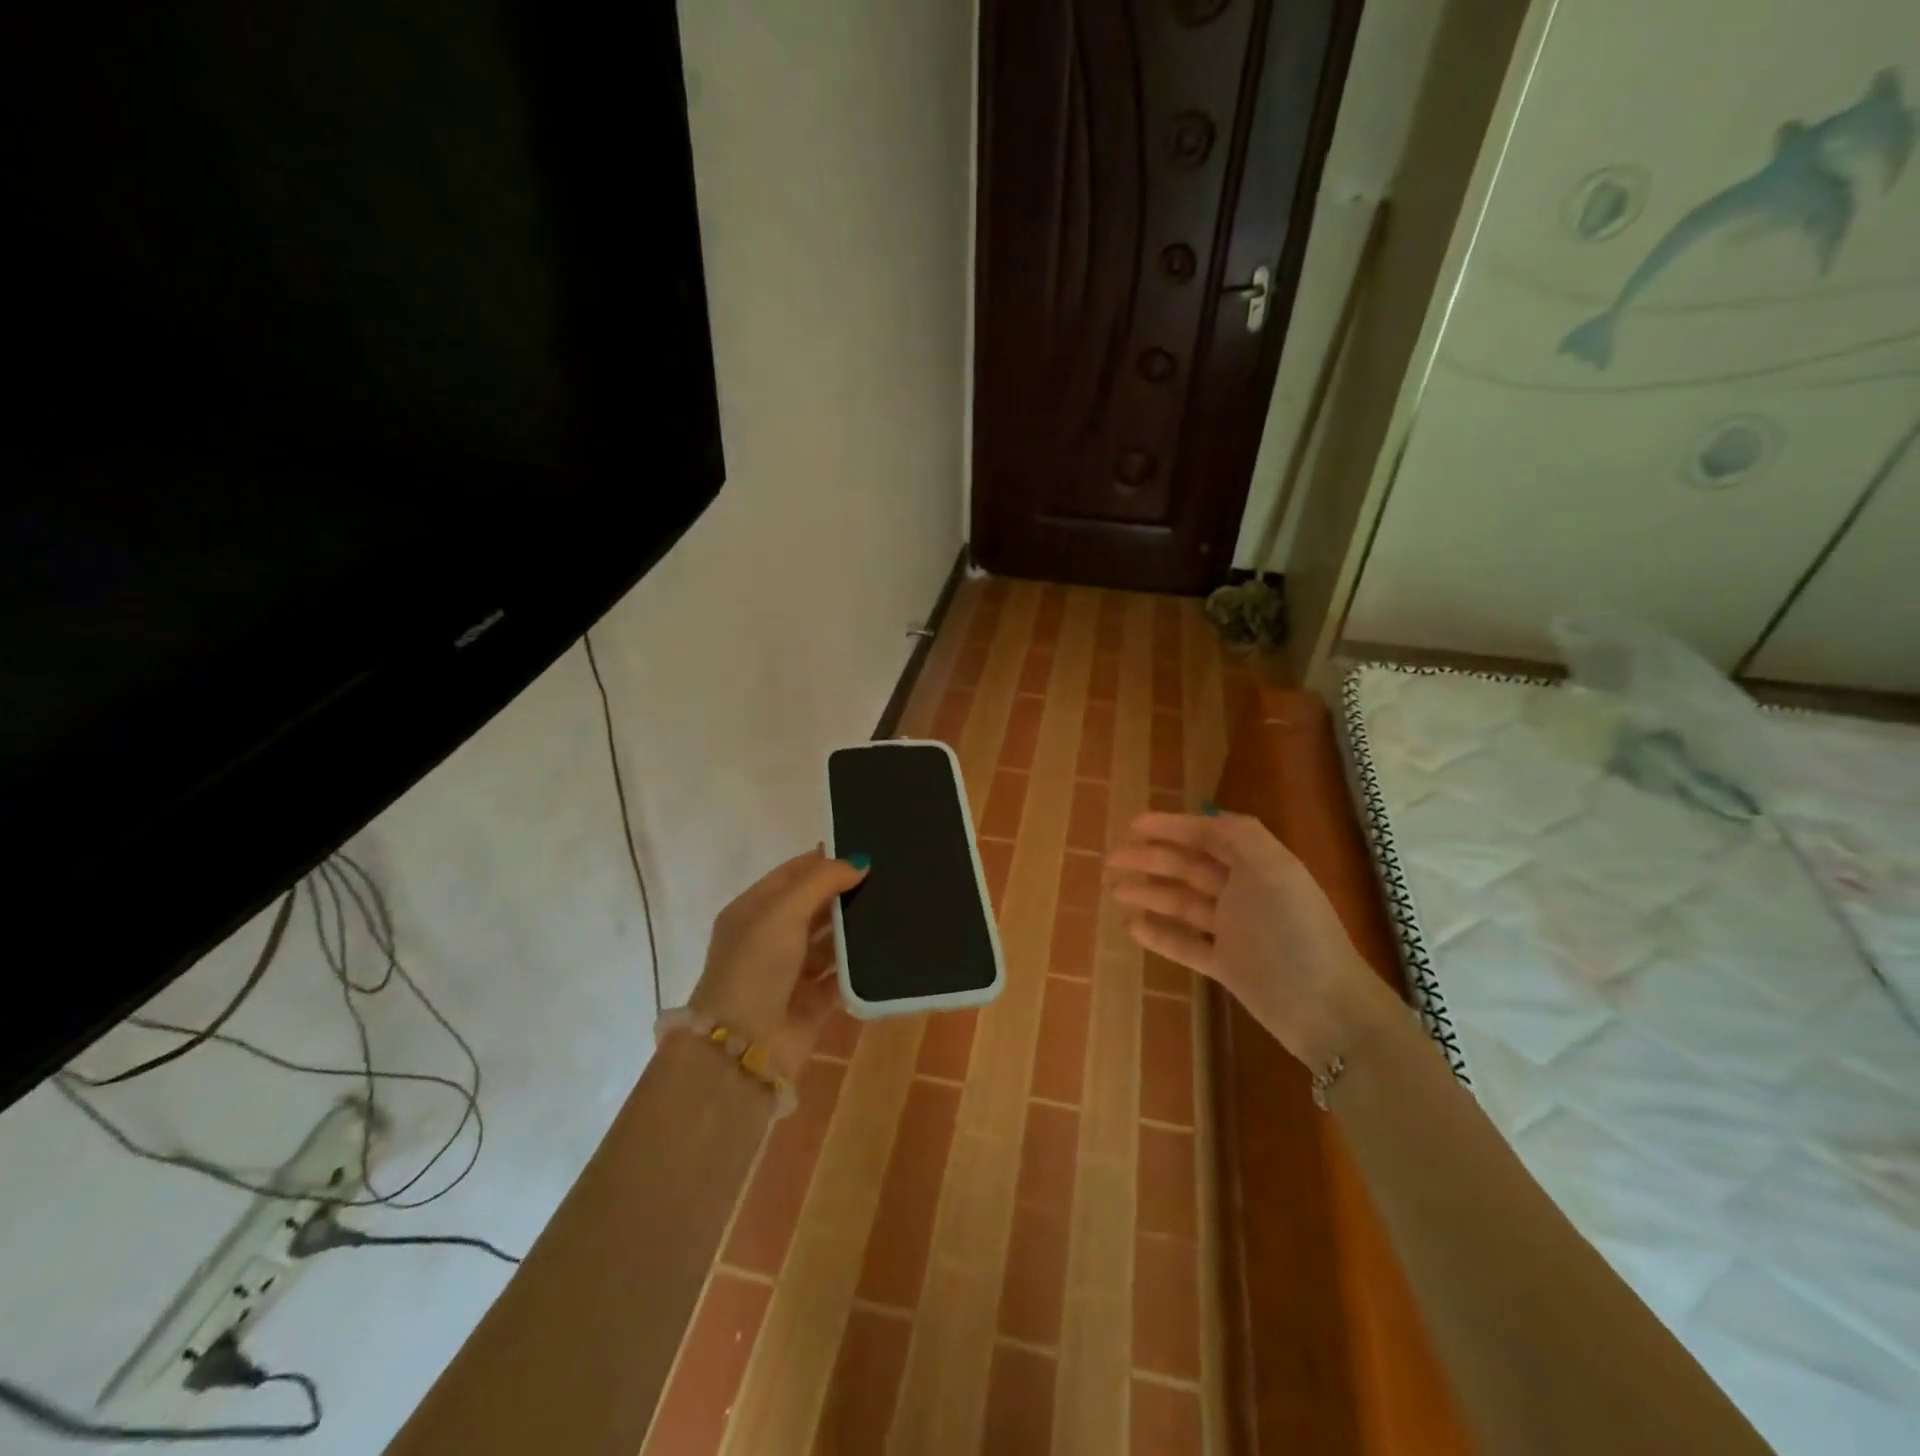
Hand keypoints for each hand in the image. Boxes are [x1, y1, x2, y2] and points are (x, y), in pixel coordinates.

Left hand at [689, 848, 868, 1076]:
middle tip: (889, 876)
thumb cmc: (756, 967)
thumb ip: (821, 881)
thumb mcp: (782, 912)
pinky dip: (859, 965)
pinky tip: (888, 948)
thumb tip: (860, 862)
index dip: (824, 860)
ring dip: (855, 928)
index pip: (792, 873)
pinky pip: (841, 976)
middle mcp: (770, 938)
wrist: (742, 1048)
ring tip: (895, 907)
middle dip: (845, 892)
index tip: (865, 849)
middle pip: (813, 905)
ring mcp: (791, 972)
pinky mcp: (812, 1002)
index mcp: (753, 910)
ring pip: (829, 940)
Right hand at [1106, 811, 1388, 1068]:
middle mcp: (1245, 892)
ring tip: (1116, 891)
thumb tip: (1208, 816)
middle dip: (1151, 859)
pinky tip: (1133, 926)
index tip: (1133, 825)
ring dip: (1150, 893)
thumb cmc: (1294, 930)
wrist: (1325, 1008)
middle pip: (1190, 867)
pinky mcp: (1227, 965)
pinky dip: (1160, 933)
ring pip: (1183, 903)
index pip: (1209, 836)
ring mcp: (1235, 930)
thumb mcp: (1273, 869)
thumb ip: (1240, 836)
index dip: (1172, 827)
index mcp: (1258, 865)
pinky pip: (1186, 943)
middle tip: (1112, 859)